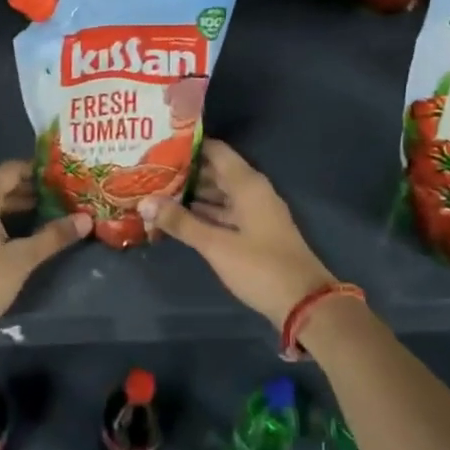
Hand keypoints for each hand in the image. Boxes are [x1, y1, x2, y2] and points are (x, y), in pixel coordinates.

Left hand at [0, 160, 91, 341]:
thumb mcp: (22, 259)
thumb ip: (53, 236)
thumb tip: (86, 219)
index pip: (10, 170)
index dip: (36, 170)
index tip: (61, 176)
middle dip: (28, 191)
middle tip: (59, 197)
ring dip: (13, 208)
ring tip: (44, 216)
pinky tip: (15, 238)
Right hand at [138, 140, 336, 328]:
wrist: (305, 303)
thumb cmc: (260, 267)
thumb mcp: (216, 245)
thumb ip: (180, 222)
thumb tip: (144, 201)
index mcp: (247, 184)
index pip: (215, 150)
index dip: (187, 146)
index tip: (157, 146)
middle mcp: (252, 191)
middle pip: (214, 171)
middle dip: (184, 172)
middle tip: (149, 171)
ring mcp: (255, 212)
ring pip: (218, 193)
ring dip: (191, 194)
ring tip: (156, 192)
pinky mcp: (254, 232)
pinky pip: (224, 212)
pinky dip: (203, 213)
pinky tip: (178, 218)